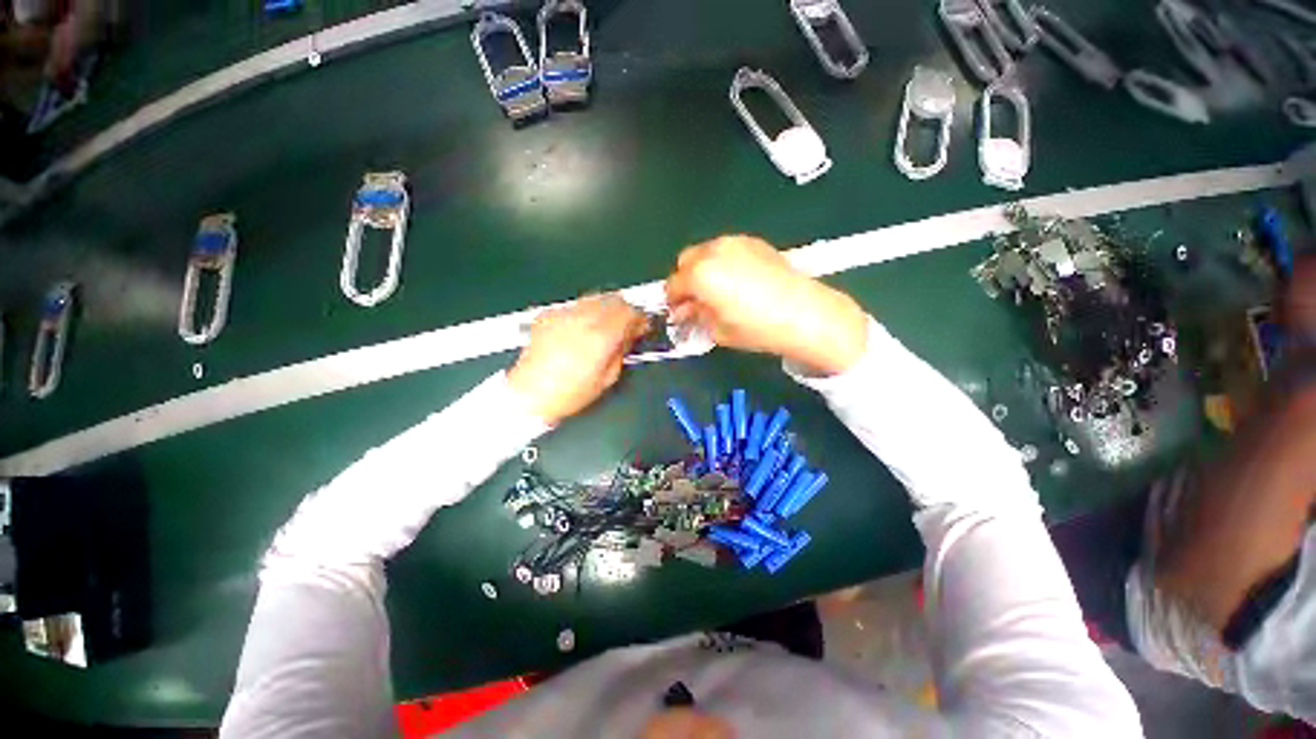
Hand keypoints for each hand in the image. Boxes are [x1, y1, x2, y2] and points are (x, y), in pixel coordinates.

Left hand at [508, 295, 648, 424]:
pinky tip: (582, 327)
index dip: (639, 318)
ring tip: (605, 324)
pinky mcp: (548, 315)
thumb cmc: (571, 393)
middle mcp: (582, 319)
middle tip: (627, 324)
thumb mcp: (607, 378)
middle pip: (613, 299)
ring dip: (606, 307)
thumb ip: (622, 351)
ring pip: (594, 297)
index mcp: (600, 337)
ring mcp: (563, 314)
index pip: (628, 312)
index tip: (642, 326)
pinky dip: (585, 311)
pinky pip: (575, 305)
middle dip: (624, 309)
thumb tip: (629, 335)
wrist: (529, 393)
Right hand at [665, 235, 868, 374]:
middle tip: (696, 301)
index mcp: (699, 274)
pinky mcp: (754, 242)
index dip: (673, 302)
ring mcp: (735, 242)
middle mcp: (713, 251)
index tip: (679, 314)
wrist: (803, 313)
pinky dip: (723, 262)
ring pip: (706, 252)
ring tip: (717, 290)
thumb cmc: (756, 328)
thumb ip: (696, 317)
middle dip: (686, 280)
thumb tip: (688, 311)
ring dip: (703, 269)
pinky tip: (737, 281)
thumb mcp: (717, 330)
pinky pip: (727, 249)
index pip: (673, 285)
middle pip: (685, 261)